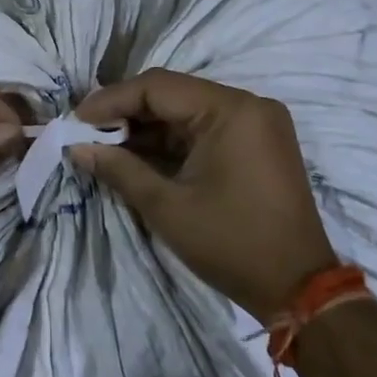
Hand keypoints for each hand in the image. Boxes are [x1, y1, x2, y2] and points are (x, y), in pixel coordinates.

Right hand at [74, 70, 336, 322]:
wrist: (300, 289)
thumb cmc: (231, 244)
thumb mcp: (167, 207)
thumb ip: (119, 169)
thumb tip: (76, 147)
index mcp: (231, 110)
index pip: (157, 87)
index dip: (111, 100)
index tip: (76, 119)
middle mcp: (247, 105)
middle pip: (172, 94)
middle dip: (126, 113)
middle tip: (86, 131)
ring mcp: (256, 122)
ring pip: (186, 110)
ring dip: (147, 127)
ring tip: (105, 145)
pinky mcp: (257, 142)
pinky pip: (204, 128)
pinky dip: (171, 140)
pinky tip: (138, 154)